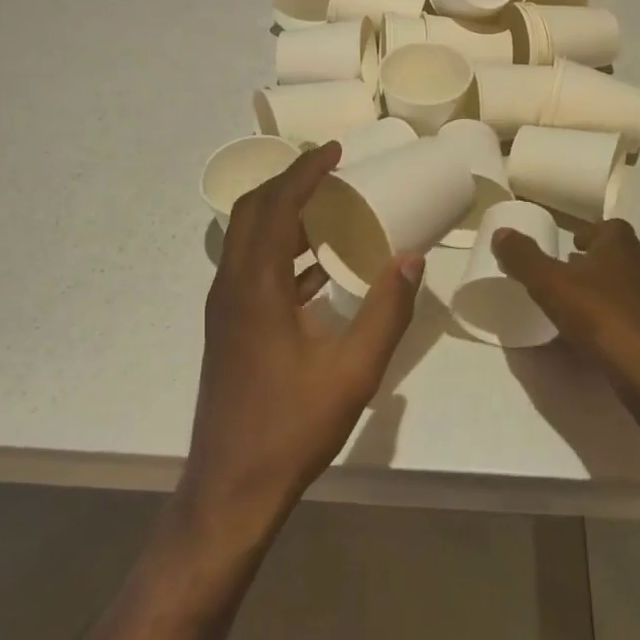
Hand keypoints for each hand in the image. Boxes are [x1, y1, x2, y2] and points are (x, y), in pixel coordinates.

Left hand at [185, 141, 423, 531]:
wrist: (230, 488)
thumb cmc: (292, 427)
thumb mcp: (353, 370)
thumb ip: (387, 311)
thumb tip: (412, 259)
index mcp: (256, 286)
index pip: (277, 206)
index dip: (305, 171)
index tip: (335, 151)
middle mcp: (232, 286)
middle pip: (252, 212)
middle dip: (288, 182)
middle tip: (329, 169)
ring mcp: (226, 309)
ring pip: (248, 239)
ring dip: (283, 215)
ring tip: (329, 207)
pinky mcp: (229, 329)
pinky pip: (253, 269)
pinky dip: (283, 251)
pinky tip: (318, 268)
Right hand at [492, 219, 639, 407]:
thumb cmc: (602, 317)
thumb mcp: (551, 284)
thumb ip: (525, 258)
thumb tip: (501, 233)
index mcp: (622, 246)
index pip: (609, 226)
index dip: (588, 232)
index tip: (569, 244)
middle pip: (620, 255)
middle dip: (595, 261)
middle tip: (568, 273)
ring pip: (629, 286)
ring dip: (606, 290)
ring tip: (578, 305)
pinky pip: (635, 316)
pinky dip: (616, 318)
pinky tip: (598, 336)